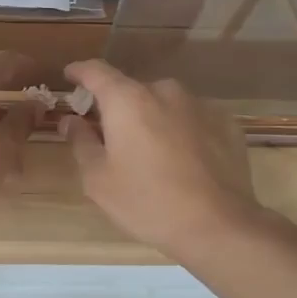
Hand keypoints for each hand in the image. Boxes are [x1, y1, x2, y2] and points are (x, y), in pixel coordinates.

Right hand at [62, 59, 273, 263]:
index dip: (80, 71)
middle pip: (131, 90)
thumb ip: (81, 142)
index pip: (96, 71)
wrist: (219, 226)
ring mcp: (200, 105)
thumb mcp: (98, 179)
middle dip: (117, 107)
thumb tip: (71, 120)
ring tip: (149, 151)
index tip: (70, 76)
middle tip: (109, 135)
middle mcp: (164, 92)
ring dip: (151, 118)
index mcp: (127, 100)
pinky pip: (192, 119)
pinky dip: (180, 131)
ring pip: (164, 104)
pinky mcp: (226, 124)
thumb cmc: (147, 201)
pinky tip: (181, 160)